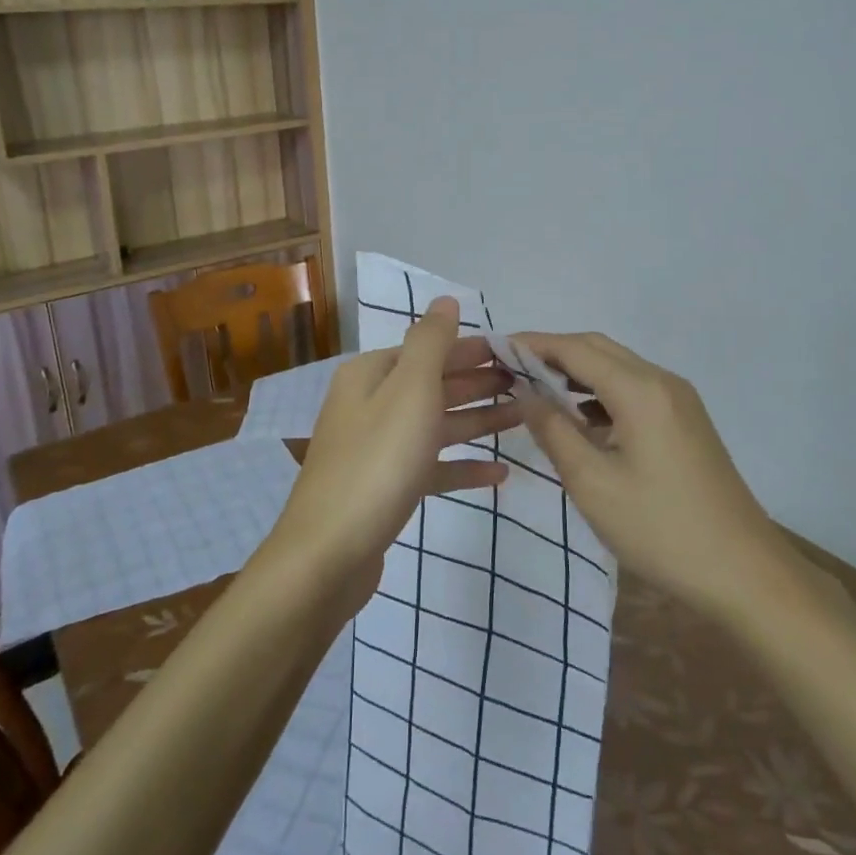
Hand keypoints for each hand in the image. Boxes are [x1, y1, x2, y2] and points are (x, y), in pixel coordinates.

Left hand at [268, 298, 518, 600]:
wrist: (328, 554)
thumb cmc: (376, 462)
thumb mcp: (409, 390)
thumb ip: (431, 342)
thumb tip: (445, 300)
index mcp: (371, 375)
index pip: (429, 349)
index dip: (472, 350)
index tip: (517, 354)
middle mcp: (370, 404)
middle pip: (433, 385)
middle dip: (478, 382)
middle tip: (527, 383)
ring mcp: (376, 448)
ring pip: (435, 425)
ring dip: (477, 419)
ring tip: (522, 418)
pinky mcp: (385, 488)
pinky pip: (430, 467)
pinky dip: (462, 466)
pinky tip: (498, 473)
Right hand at [517, 330, 779, 617]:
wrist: (744, 573)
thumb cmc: (660, 529)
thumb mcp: (592, 484)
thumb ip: (553, 430)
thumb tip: (525, 391)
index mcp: (639, 390)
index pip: (575, 349)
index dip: (533, 344)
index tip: (496, 349)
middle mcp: (662, 382)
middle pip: (598, 349)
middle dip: (552, 353)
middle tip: (511, 370)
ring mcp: (679, 401)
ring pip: (617, 368)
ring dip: (577, 373)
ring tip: (536, 392)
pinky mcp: (686, 422)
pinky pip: (634, 390)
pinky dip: (601, 393)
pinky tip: (580, 419)